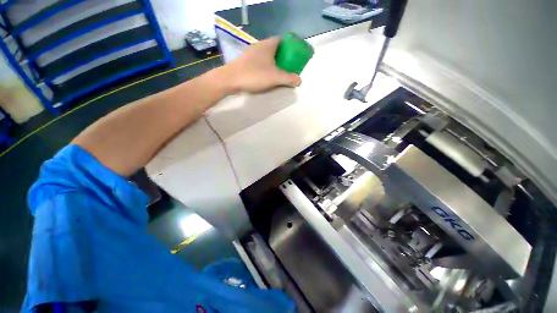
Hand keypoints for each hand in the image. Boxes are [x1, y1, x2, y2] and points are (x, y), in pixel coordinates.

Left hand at [221, 37, 301, 92]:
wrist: (230, 79)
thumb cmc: (254, 75)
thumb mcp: (275, 77)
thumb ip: (289, 78)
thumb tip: (300, 81)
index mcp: (268, 45)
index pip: (282, 40)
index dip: (290, 46)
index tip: (295, 56)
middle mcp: (259, 46)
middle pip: (275, 48)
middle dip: (283, 56)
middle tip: (289, 67)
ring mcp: (251, 53)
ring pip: (267, 55)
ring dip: (274, 62)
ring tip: (279, 73)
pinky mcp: (245, 61)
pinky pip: (260, 62)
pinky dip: (266, 67)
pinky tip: (266, 76)